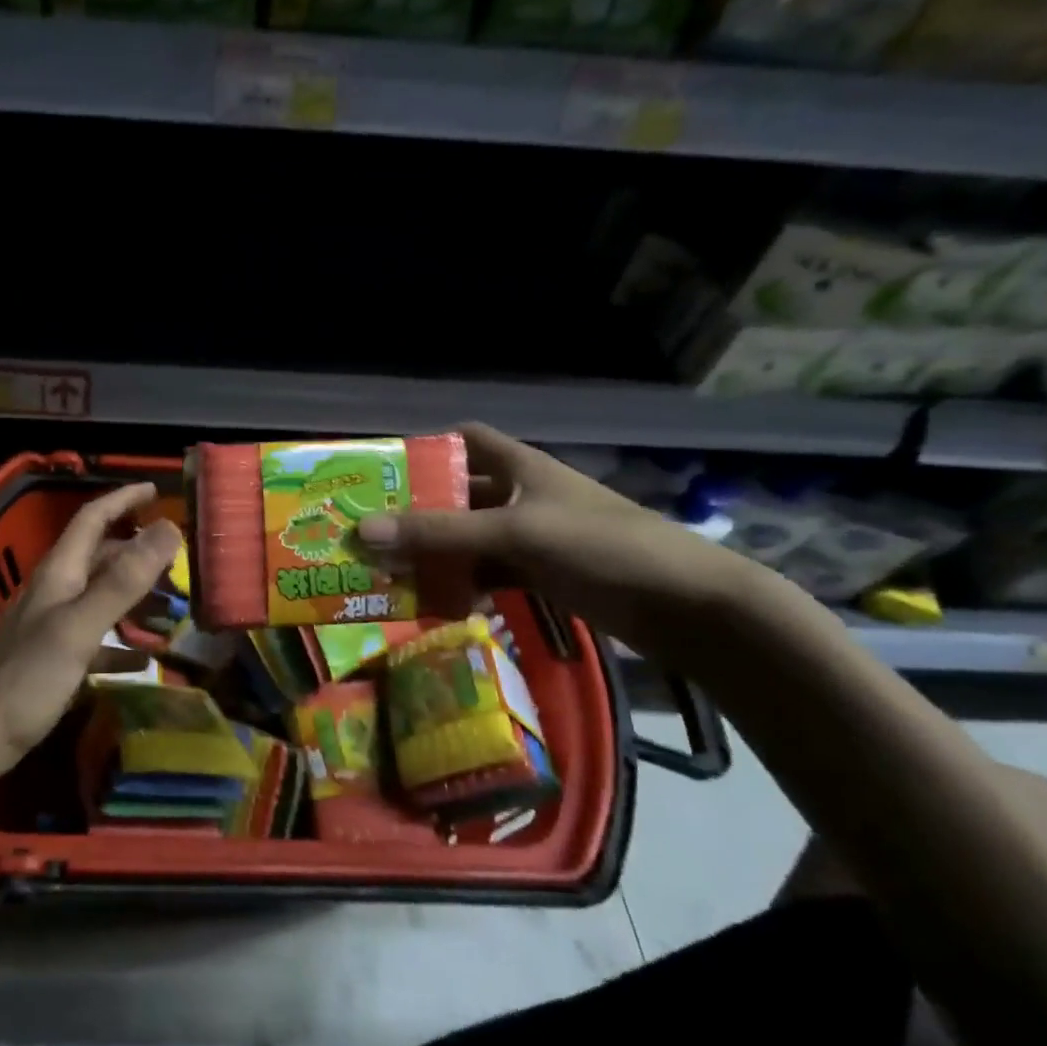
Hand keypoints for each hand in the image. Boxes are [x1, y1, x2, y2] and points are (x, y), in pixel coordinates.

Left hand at [0, 482, 180, 770]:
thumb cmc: (27, 677)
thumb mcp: (80, 626)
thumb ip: (123, 580)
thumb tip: (169, 529)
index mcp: (60, 573)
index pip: (92, 519)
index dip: (122, 499)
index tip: (156, 490)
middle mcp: (56, 591)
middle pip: (101, 557)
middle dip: (138, 550)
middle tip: (180, 558)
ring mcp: (54, 625)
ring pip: (102, 596)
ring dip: (136, 595)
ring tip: (173, 607)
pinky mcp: (55, 658)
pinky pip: (98, 639)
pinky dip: (123, 642)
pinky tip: (144, 658)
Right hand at [356, 424, 765, 665]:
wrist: (684, 605)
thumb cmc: (600, 545)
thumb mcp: (515, 532)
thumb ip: (440, 534)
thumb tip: (362, 530)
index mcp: (519, 467)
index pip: (465, 440)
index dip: (426, 447)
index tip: (383, 471)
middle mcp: (520, 496)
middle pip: (456, 495)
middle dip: (415, 512)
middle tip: (366, 531)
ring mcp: (530, 538)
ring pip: (467, 540)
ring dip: (433, 555)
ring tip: (385, 572)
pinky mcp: (540, 575)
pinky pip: (486, 574)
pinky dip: (461, 586)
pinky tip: (433, 603)